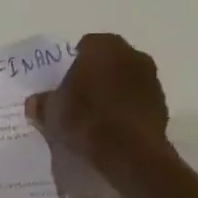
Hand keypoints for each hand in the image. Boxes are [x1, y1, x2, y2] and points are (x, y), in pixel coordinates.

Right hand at [24, 33, 171, 174]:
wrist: (128, 152)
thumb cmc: (85, 120)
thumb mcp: (50, 113)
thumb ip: (42, 103)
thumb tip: (35, 102)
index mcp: (103, 47)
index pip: (84, 46)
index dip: (72, 64)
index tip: (63, 84)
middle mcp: (132, 54)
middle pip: (108, 61)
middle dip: (95, 75)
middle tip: (77, 98)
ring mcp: (151, 79)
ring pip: (125, 79)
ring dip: (113, 92)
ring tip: (95, 116)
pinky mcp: (162, 104)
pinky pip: (137, 101)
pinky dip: (127, 109)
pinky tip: (113, 128)